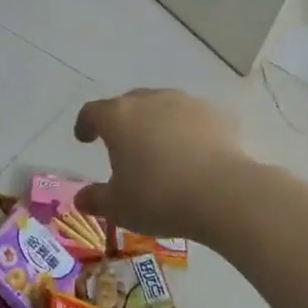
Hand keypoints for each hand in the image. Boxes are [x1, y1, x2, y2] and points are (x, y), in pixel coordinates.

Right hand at [73, 89, 243, 241]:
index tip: (84, 139)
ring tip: (161, 149)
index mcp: (118, 117)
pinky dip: (188, 132)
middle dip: (122, 122)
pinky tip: (194, 154)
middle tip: (123, 145)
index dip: (85, 124)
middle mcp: (150, 100)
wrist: (225, 194)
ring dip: (156, 123)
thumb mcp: (119, 207)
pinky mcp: (217, 114)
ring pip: (163, 107)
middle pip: (128, 104)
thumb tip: (81, 199)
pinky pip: (194, 119)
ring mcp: (186, 103)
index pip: (92, 112)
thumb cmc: (159, 197)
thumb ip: (96, 199)